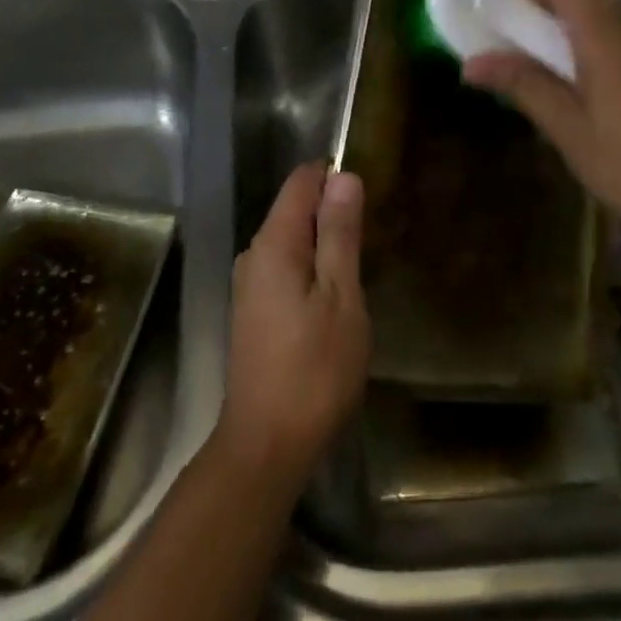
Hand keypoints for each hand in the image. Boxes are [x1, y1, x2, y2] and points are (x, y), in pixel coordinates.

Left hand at [215, 162, 369, 495]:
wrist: (266, 445)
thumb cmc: (314, 370)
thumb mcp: (341, 297)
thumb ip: (340, 233)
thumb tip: (344, 176)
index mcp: (273, 242)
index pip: (301, 181)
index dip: (335, 179)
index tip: (368, 203)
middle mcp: (254, 253)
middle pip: (295, 209)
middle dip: (332, 215)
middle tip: (371, 247)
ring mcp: (249, 283)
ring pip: (292, 241)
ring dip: (325, 247)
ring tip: (358, 276)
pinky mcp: (253, 310)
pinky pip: (285, 268)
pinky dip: (312, 271)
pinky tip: (333, 303)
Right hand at [462, 0, 620, 255]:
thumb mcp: (568, 129)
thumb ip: (523, 85)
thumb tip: (471, 62)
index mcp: (607, 37)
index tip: (507, 19)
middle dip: (550, 16)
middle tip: (523, 53)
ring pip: (613, 22)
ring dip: (579, 35)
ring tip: (558, 79)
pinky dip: (607, 52)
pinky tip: (602, 99)